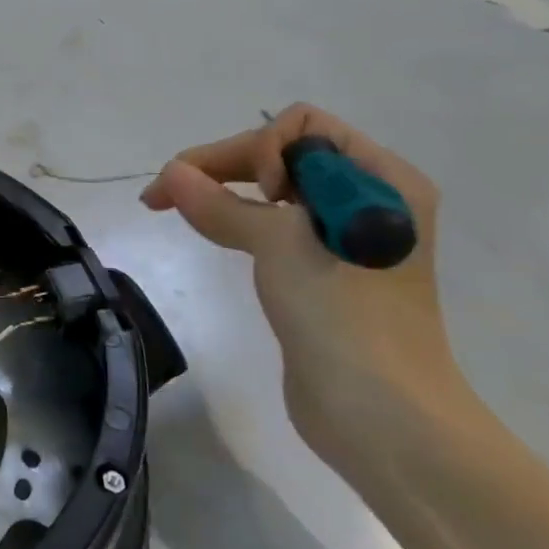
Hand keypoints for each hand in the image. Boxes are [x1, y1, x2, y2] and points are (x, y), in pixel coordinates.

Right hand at [141, 104, 467, 472]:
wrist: (384, 420)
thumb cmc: (344, 316)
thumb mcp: (280, 245)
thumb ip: (220, 204)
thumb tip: (171, 173)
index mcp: (381, 179)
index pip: (304, 128)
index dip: (265, 149)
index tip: (256, 194)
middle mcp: (367, 199)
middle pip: (282, 155)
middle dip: (223, 164)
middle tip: (164, 190)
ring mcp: (345, 237)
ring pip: (271, 190)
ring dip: (221, 189)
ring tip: (168, 203)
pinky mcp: (322, 270)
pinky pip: (273, 224)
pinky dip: (236, 218)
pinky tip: (204, 225)